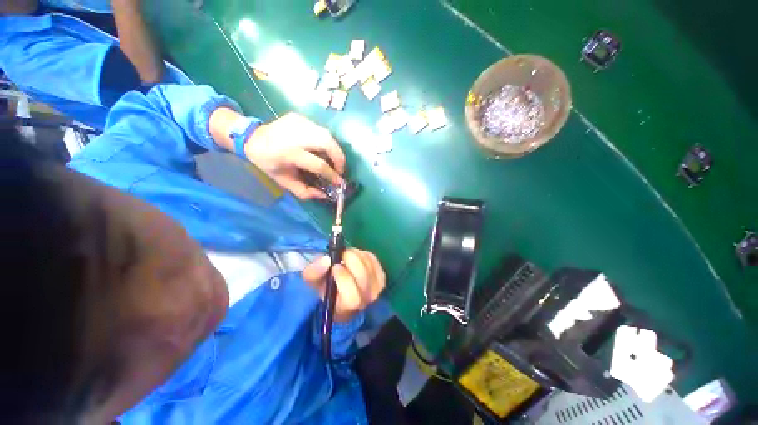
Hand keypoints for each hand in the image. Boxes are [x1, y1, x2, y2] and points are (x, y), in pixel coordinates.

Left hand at [244, 113, 345, 199]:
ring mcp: (298, 122)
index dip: (332, 174)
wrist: (253, 138)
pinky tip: (322, 149)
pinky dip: (326, 142)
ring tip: (334, 161)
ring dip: (335, 150)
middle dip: (339, 158)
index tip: (339, 182)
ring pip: (327, 134)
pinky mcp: (300, 117)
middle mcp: (294, 135)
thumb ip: (304, 191)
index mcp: (288, 153)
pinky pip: (321, 130)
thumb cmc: (269, 163)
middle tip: (340, 169)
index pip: (318, 164)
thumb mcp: (284, 181)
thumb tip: (324, 195)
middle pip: (327, 143)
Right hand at [302, 249, 385, 321]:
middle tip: (342, 255)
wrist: (341, 289)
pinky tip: (356, 257)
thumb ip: (313, 272)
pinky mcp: (381, 276)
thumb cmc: (326, 287)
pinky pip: (373, 260)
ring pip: (369, 265)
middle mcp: (365, 300)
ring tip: (346, 256)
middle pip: (363, 277)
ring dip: (356, 255)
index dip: (344, 280)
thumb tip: (326, 260)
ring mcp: (376, 288)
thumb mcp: (313, 282)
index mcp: (346, 307)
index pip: (352, 298)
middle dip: (351, 261)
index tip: (335, 266)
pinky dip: (363, 254)